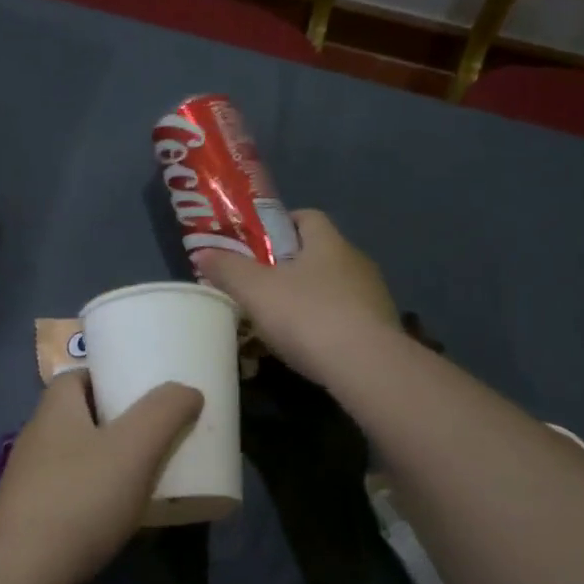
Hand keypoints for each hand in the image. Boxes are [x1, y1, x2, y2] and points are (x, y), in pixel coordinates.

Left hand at [0, 371, 203, 583]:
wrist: (22, 574)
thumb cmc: (79, 498)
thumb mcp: (134, 447)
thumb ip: (164, 412)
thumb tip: (188, 391)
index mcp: (55, 410)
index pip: (79, 377)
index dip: (111, 377)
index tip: (146, 390)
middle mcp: (40, 439)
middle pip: (84, 418)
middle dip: (121, 422)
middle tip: (161, 432)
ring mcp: (36, 482)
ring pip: (83, 460)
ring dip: (115, 464)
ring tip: (155, 472)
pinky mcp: (38, 520)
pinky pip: (79, 497)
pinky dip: (104, 500)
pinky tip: (132, 515)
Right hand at [195, 210, 398, 385]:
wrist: (366, 366)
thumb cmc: (307, 316)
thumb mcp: (255, 291)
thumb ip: (227, 269)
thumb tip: (202, 252)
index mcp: (328, 243)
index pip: (306, 217)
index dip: (280, 224)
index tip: (256, 243)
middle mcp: (356, 261)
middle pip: (319, 253)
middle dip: (289, 266)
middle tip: (260, 285)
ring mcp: (373, 296)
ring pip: (333, 288)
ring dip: (309, 298)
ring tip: (280, 321)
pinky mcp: (380, 329)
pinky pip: (346, 318)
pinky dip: (325, 325)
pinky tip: (308, 347)